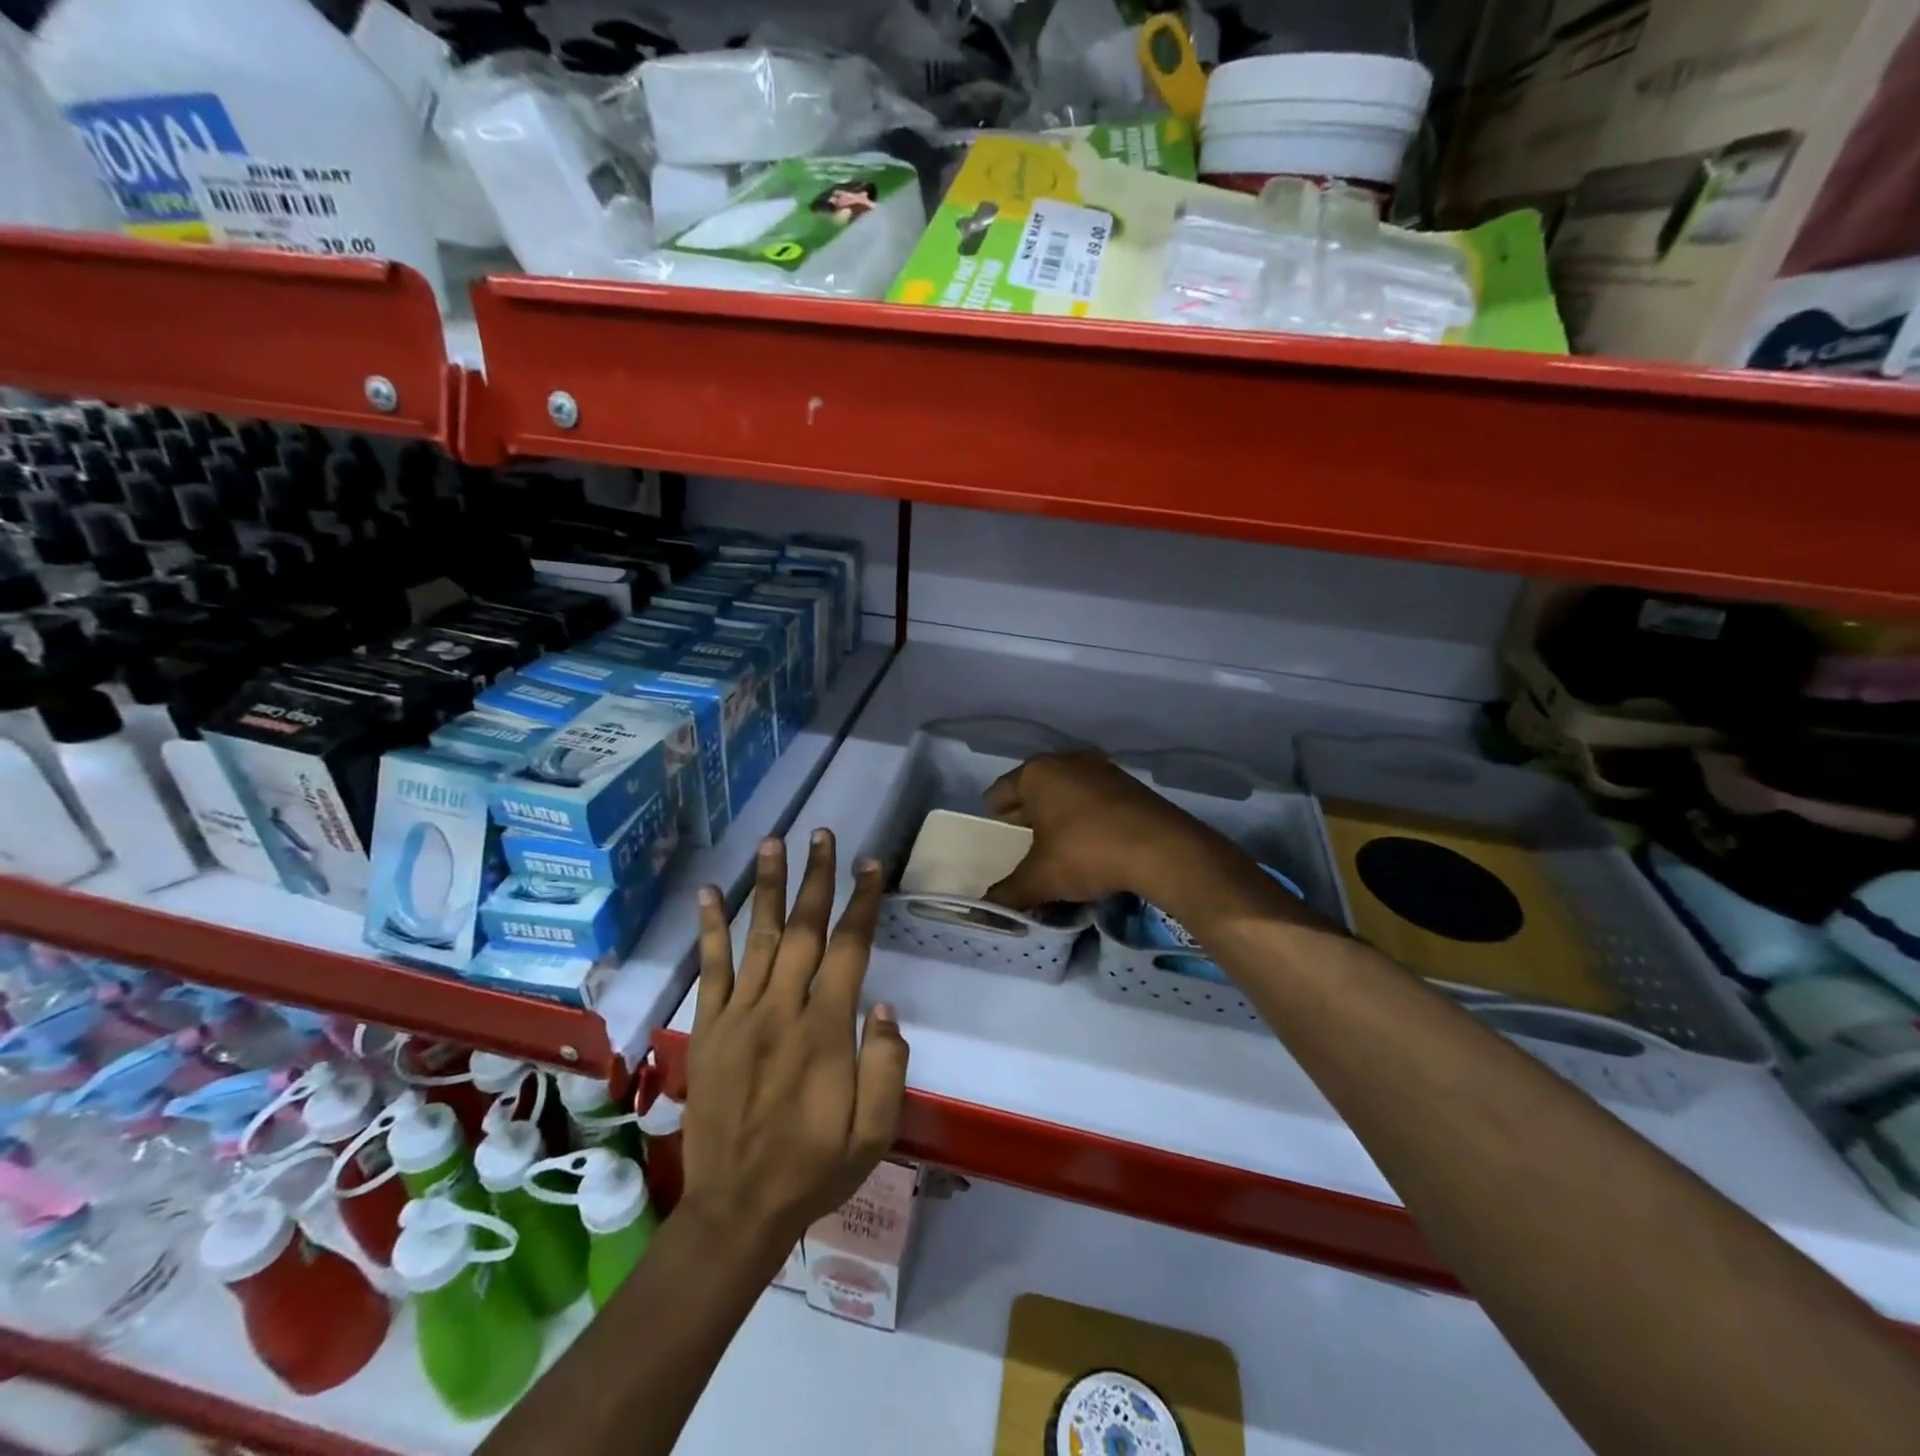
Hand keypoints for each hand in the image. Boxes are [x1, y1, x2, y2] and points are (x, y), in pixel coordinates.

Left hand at [682, 830, 909, 1257]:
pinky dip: (712, 928)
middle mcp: (781, 1010)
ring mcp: (739, 1016)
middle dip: (817, 878)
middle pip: (805, 930)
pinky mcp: (708, 1029)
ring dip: (768, 886)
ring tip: (773, 842)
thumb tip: (882, 1006)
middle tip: (823, 835)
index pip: (849, 949)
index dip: (862, 903)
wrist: (737, 1210)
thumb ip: (886, 1067)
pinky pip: (711, 969)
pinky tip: (710, 892)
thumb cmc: (815, 1169)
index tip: (871, 866)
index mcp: (825, 1032)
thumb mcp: (873, 1133)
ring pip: (759, 937)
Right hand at [982, 752, 1227, 909]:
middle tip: (1022, 845)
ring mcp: (1102, 769)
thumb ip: (1009, 892)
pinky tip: (1091, 842)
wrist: (1163, 849)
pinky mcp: (1129, 784)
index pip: (999, 792)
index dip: (994, 817)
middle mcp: (1067, 761)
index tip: (995, 836)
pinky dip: (1086, 816)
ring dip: (1059, 814)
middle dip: (1027, 815)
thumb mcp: (1041, 879)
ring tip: (1057, 845)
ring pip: (1066, 791)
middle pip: (1034, 789)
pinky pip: (1094, 798)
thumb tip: (988, 907)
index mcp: (1036, 774)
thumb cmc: (1087, 853)